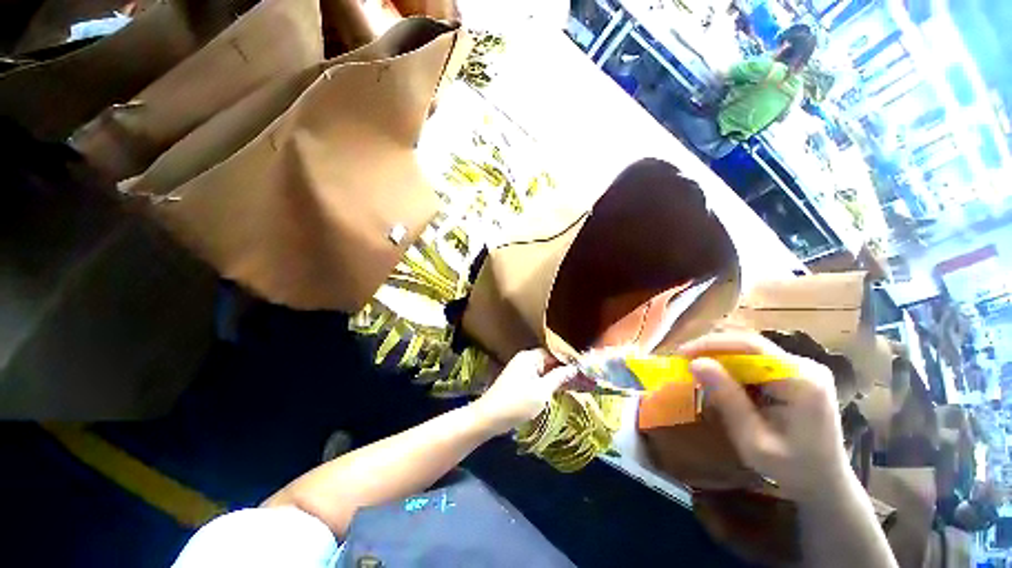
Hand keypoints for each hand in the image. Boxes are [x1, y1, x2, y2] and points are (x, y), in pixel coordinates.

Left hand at [471, 349, 574, 434]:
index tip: (585, 369)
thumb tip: (574, 368)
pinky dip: (548, 383)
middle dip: (565, 370)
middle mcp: (525, 360)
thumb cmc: (517, 403)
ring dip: (558, 378)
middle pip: (549, 361)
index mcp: (530, 357)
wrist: (489, 418)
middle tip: (584, 379)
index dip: (569, 361)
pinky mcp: (519, 381)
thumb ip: (559, 377)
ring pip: (544, 371)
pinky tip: (560, 390)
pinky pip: (538, 378)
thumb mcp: (542, 391)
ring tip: (577, 385)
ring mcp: (521, 370)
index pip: (554, 353)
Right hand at [678, 331, 852, 501]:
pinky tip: (719, 379)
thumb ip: (727, 399)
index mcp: (802, 381)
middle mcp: (805, 366)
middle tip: (683, 361)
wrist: (826, 484)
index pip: (750, 346)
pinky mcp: (796, 374)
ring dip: (720, 358)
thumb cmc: (792, 469)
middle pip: (749, 344)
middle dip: (712, 350)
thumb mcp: (753, 439)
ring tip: (695, 369)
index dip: (711, 345)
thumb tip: (695, 363)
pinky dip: (732, 368)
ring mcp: (802, 368)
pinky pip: (756, 361)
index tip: (682, 354)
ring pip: (750, 350)